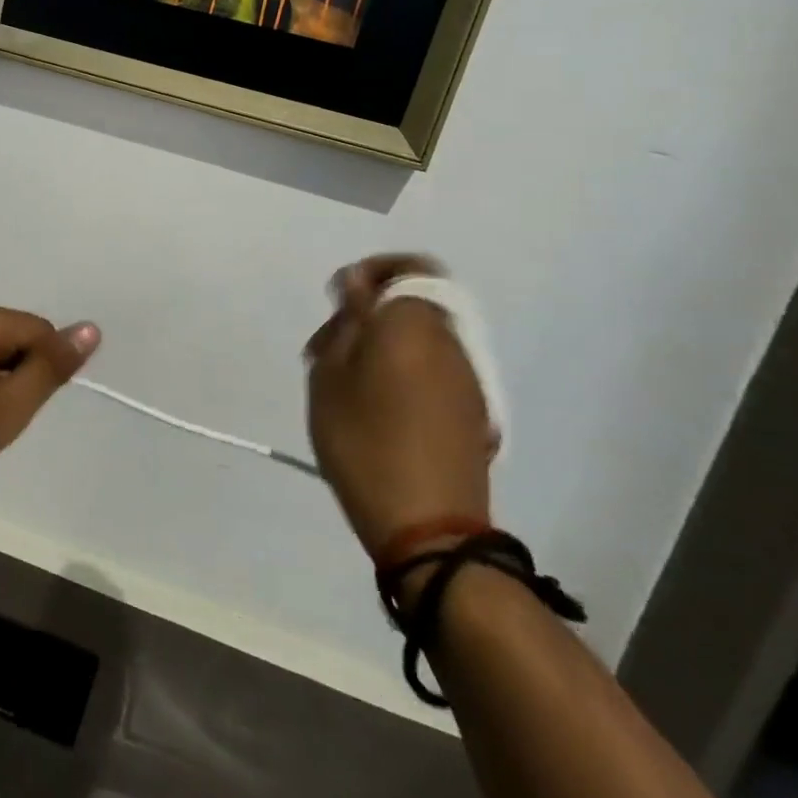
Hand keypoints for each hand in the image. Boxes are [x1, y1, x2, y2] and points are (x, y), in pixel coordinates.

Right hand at [306, 254, 494, 562]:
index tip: (339, 299)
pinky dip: (403, 370)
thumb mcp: (331, 377)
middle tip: (324, 350)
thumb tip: (358, 286)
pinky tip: (374, 407)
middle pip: (411, 304)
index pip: (409, 268)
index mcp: (414, 324)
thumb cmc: (365, 442)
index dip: (374, 271)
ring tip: (343, 381)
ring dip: (382, 344)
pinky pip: (433, 369)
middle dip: (367, 314)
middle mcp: (450, 342)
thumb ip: (347, 322)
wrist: (429, 529)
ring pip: (421, 338)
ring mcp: (467, 379)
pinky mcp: (473, 413)